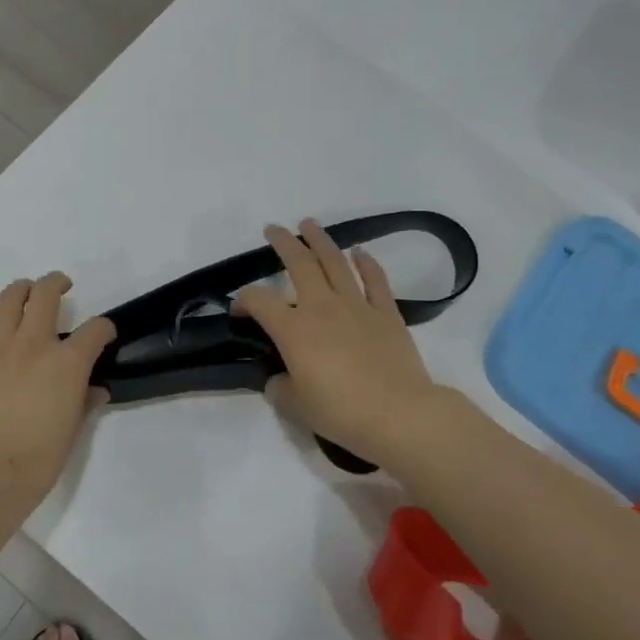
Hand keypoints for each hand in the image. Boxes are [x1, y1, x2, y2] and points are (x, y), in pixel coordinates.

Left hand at [0, 273, 115, 513]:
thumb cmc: (37, 460)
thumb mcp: (72, 432)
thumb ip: (84, 403)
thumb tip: (95, 390)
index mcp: (67, 363)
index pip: (95, 330)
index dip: (104, 328)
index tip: (104, 334)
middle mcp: (34, 344)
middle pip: (46, 294)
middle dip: (57, 283)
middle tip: (62, 286)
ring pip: (10, 298)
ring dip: (22, 290)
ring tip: (27, 294)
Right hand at [233, 220, 442, 468]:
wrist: (399, 414)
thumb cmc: (342, 412)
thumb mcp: (297, 407)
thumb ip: (281, 388)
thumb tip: (278, 379)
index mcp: (293, 329)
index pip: (259, 301)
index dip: (244, 300)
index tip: (239, 310)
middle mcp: (322, 307)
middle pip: (299, 263)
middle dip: (283, 242)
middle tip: (273, 229)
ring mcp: (357, 306)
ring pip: (335, 262)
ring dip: (320, 240)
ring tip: (310, 224)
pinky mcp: (386, 313)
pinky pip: (375, 279)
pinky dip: (366, 262)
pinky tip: (359, 251)